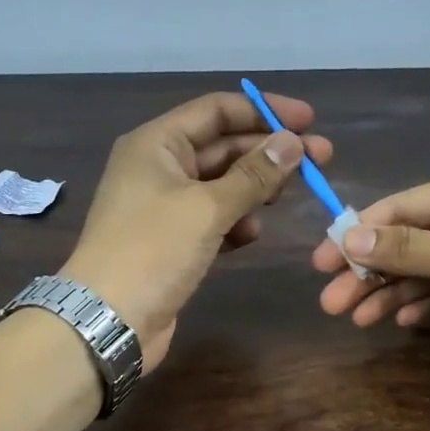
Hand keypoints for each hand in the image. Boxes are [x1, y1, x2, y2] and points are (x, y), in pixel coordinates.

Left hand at [63, 91, 332, 370]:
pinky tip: (251, 234)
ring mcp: (164, 206)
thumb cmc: (153, 250)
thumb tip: (292, 143)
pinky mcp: (172, 241)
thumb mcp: (207, 208)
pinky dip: (234, 222)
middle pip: (223, 146)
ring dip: (254, 189)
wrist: (109, 319)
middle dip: (269, 152)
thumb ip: (253, 174)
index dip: (265, 111)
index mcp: (157, 143)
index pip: (217, 111)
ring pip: (221, 185)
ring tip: (285, 199)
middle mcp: (159, 167)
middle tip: (321, 160)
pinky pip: (212, 218)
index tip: (310, 121)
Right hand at [310, 162, 429, 375]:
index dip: (357, 234)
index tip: (321, 264)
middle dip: (372, 271)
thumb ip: (407, 248)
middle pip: (412, 240)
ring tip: (359, 319)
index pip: (402, 207)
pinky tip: (404, 322)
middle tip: (333, 304)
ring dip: (395, 292)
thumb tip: (347, 235)